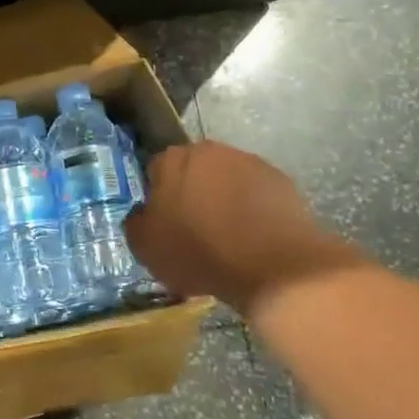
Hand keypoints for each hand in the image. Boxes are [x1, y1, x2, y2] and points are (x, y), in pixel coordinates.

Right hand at [123, 141, 367, 311]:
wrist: (273, 267)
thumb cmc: (199, 252)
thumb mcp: (146, 246)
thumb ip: (136, 222)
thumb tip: (143, 213)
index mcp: (173, 160)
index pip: (156, 170)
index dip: (157, 197)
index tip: (164, 222)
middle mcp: (210, 151)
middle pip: (193, 171)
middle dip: (192, 193)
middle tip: (194, 229)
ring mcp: (250, 163)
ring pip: (226, 180)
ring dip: (223, 200)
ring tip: (227, 237)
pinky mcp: (282, 182)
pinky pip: (256, 194)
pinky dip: (252, 210)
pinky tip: (253, 238)